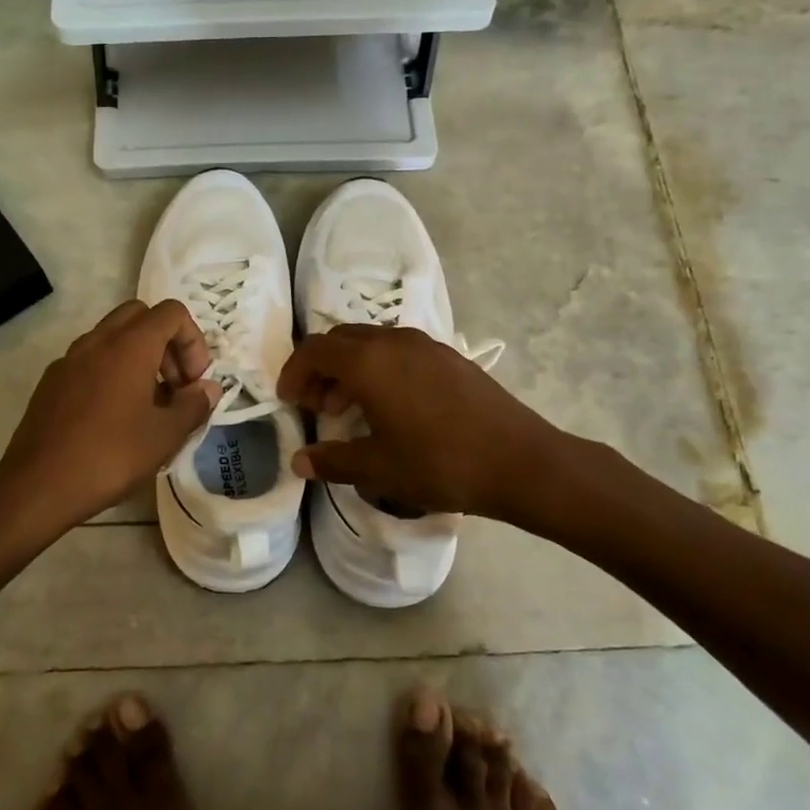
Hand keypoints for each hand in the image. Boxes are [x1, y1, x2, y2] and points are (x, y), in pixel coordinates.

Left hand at [0, 300, 219, 537]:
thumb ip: (193, 405)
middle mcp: (97, 341)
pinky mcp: (51, 382)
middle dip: (166, 343)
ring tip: (148, 405)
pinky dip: (112, 371)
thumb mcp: (165, 436)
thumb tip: (208, 388)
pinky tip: (115, 417)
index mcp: (129, 346)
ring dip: (139, 357)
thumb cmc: (110, 456)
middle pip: (141, 316)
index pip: (172, 313)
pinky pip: (90, 360)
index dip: (193, 341)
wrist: (37, 487)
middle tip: (174, 386)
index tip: (193, 382)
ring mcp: (69, 359)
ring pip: (113, 336)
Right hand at [277, 326, 578, 523]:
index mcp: (369, 362)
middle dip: (320, 368)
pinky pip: (399, 351)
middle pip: (341, 340)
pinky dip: (379, 369)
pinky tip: (390, 407)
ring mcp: (426, 345)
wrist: (520, 461)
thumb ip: (332, 461)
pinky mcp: (449, 357)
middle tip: (315, 406)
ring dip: (350, 369)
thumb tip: (299, 462)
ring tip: (348, 409)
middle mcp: (394, 342)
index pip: (315, 350)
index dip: (294, 372)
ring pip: (371, 343)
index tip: (288, 401)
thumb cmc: (440, 463)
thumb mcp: (378, 469)